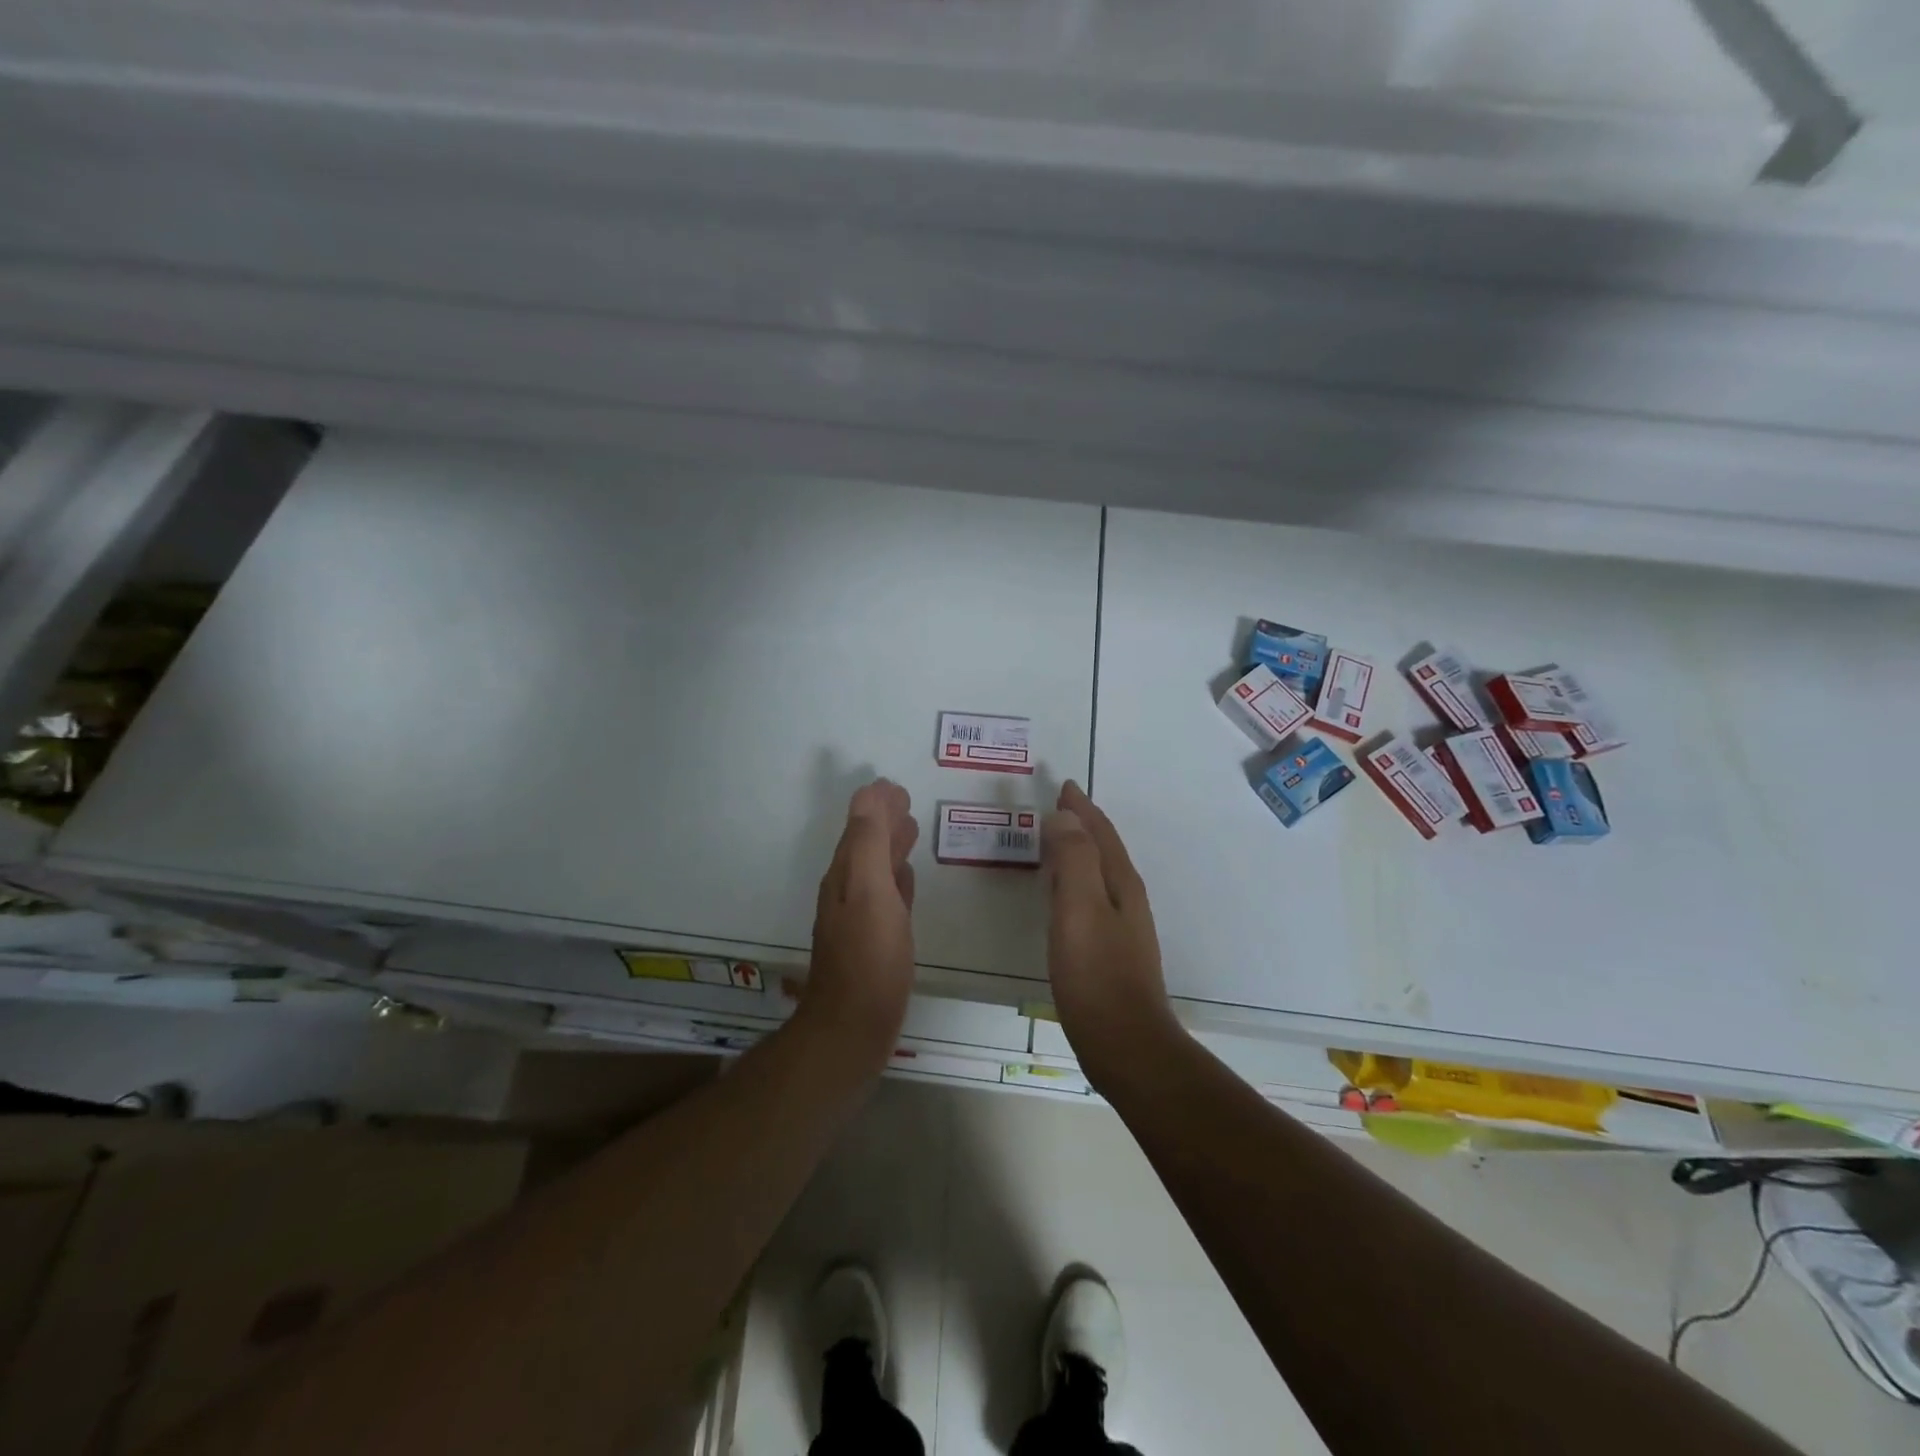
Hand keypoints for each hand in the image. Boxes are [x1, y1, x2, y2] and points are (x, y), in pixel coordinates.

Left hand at [801, 778, 918, 1064]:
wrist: (854, 1026)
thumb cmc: (869, 956)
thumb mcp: (869, 889)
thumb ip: (869, 841)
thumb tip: (870, 794)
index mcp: (845, 876)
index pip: (859, 828)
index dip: (875, 806)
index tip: (896, 787)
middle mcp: (848, 892)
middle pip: (866, 846)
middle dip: (884, 823)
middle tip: (907, 803)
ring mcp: (860, 919)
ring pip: (877, 871)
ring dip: (891, 849)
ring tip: (912, 832)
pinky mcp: (874, 943)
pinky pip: (887, 899)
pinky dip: (897, 881)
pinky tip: (907, 881)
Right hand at [1043, 781, 1180, 1089]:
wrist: (1125, 1043)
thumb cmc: (1096, 974)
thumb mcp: (1079, 909)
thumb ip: (1073, 859)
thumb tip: (1065, 817)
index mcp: (1120, 883)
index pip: (1100, 833)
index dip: (1081, 809)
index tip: (1064, 786)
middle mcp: (1126, 898)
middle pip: (1104, 850)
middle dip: (1083, 825)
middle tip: (1059, 807)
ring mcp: (1123, 927)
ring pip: (1100, 874)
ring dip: (1081, 852)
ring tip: (1058, 842)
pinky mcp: (1112, 952)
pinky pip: (1092, 898)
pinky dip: (1077, 882)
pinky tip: (1064, 897)